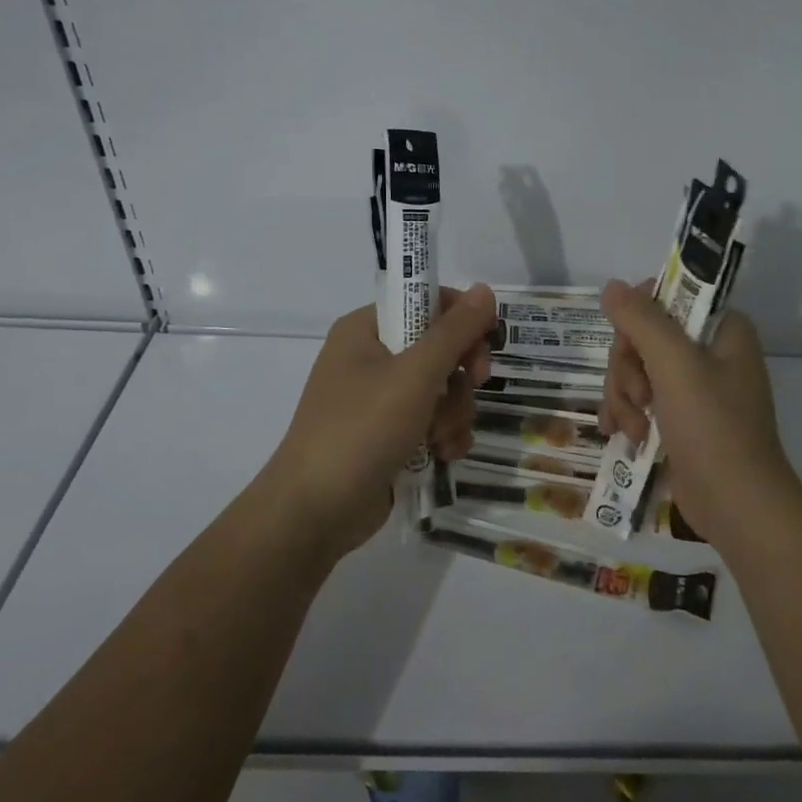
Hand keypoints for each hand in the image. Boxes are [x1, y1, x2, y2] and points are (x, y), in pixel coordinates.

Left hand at [264, 284, 495, 560]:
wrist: (315, 512)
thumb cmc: (362, 429)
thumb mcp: (415, 374)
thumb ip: (455, 331)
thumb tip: (486, 289)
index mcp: (366, 329)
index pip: (426, 302)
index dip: (462, 319)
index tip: (485, 344)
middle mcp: (370, 357)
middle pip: (439, 347)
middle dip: (461, 374)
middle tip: (473, 385)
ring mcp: (378, 399)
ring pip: (441, 388)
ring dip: (454, 411)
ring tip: (442, 436)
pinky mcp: (387, 434)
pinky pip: (431, 420)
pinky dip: (443, 434)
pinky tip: (445, 453)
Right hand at [597, 277, 797, 546]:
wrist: (736, 505)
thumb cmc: (713, 427)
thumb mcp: (675, 365)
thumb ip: (641, 319)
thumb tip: (612, 286)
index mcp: (722, 329)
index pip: (669, 297)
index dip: (640, 317)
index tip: (630, 343)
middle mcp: (710, 352)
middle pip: (644, 336)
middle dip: (628, 368)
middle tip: (639, 396)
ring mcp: (694, 388)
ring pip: (636, 369)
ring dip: (624, 396)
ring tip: (633, 428)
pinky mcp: (680, 418)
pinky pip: (640, 399)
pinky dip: (627, 414)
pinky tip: (621, 434)